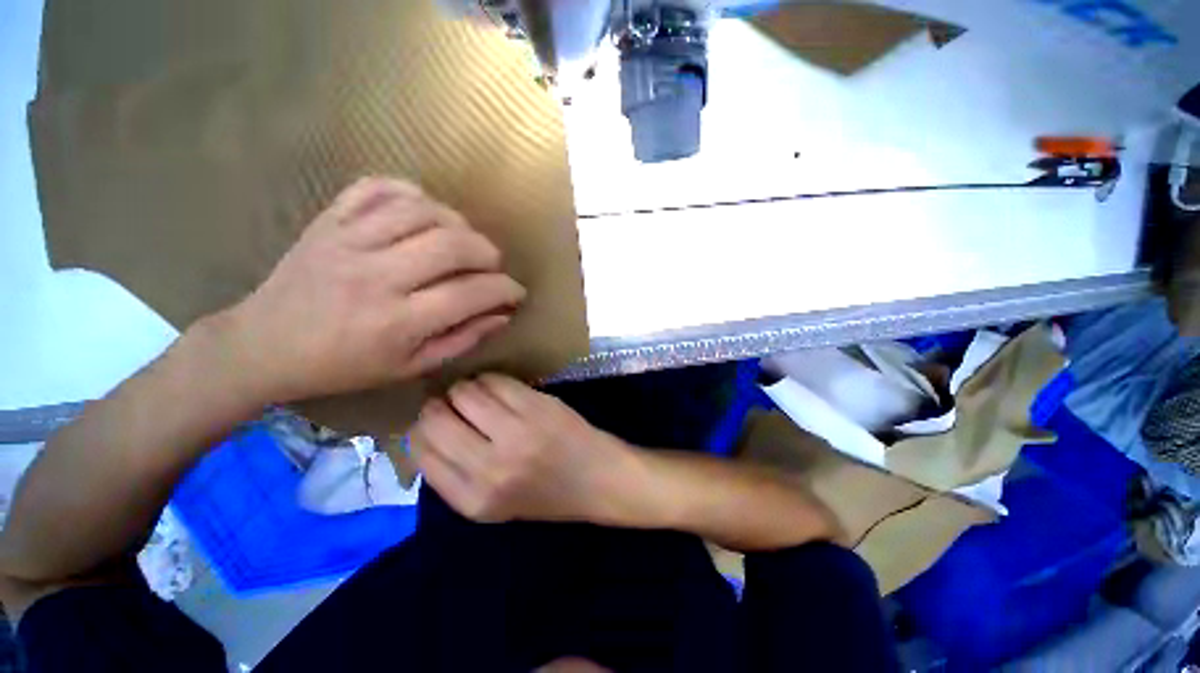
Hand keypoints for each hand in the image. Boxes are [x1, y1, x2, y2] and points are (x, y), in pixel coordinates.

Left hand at [213, 177, 525, 403]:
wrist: (264, 345)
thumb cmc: (344, 366)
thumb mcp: (411, 367)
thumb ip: (462, 340)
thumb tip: (502, 315)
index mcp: (397, 322)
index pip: (471, 293)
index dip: (505, 290)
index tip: (516, 292)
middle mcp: (376, 276)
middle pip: (453, 245)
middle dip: (489, 253)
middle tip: (493, 266)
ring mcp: (348, 241)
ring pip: (423, 211)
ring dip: (458, 222)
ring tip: (463, 241)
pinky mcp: (329, 220)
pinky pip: (377, 187)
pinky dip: (411, 192)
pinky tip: (424, 211)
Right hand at [411, 374, 641, 523]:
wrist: (598, 479)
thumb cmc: (547, 494)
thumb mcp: (493, 504)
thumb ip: (454, 475)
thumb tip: (424, 433)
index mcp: (473, 500)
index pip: (420, 452)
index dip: (422, 430)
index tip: (434, 421)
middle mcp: (489, 468)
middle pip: (434, 419)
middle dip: (438, 406)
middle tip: (453, 404)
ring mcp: (515, 433)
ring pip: (463, 393)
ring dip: (465, 389)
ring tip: (480, 396)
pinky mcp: (536, 407)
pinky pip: (494, 381)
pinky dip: (489, 380)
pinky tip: (499, 388)